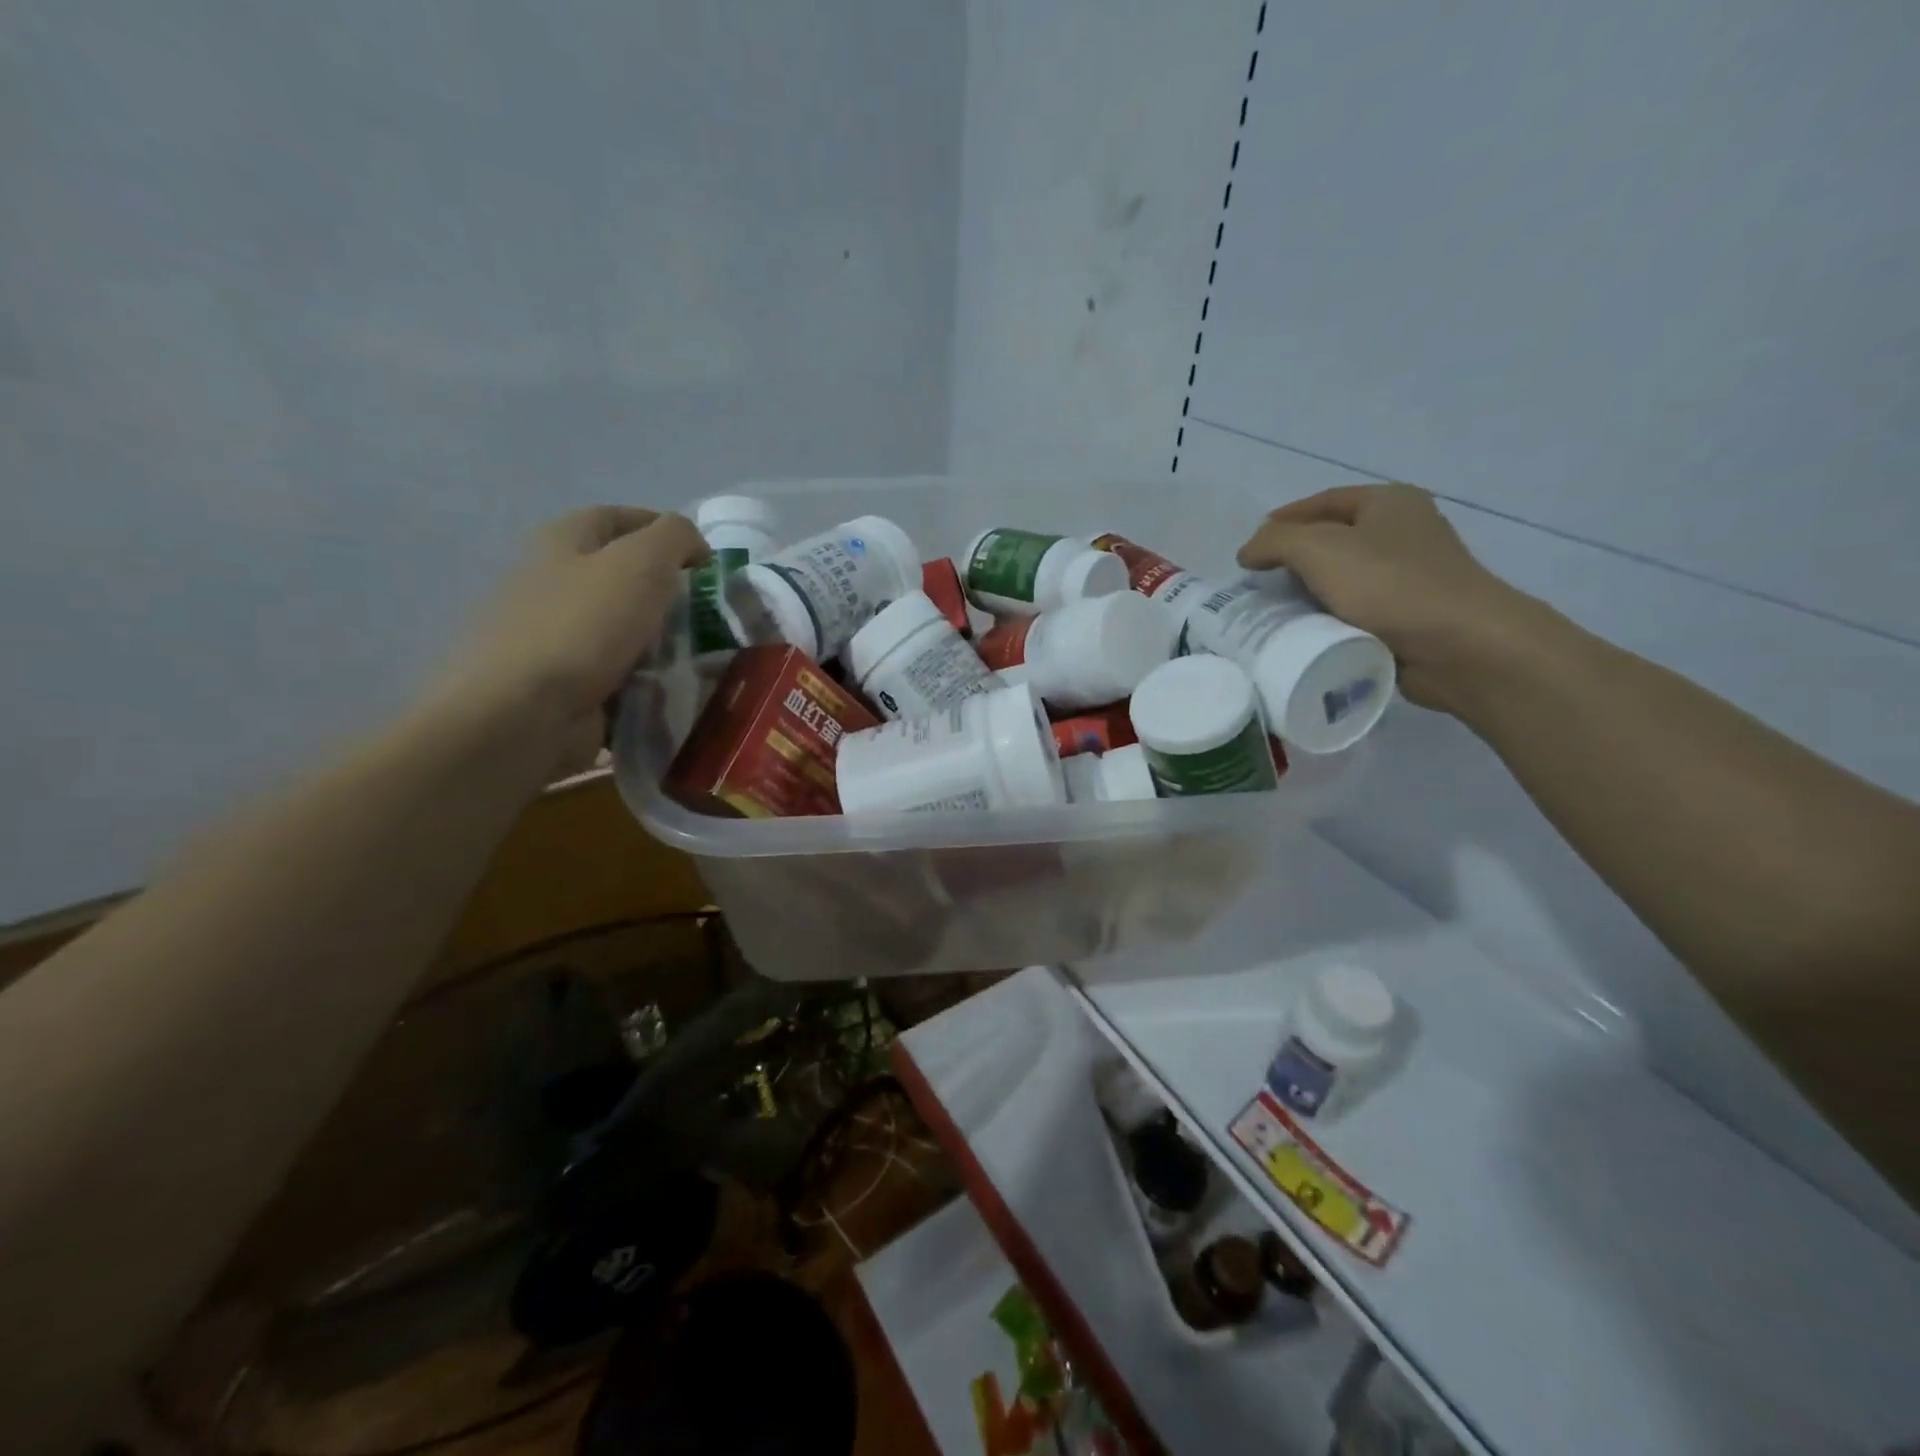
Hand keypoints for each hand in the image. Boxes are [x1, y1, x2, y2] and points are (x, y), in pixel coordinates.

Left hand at [432, 507, 708, 763]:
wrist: (527, 714)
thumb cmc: (584, 625)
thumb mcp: (642, 562)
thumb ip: (675, 537)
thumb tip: (693, 546)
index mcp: (561, 542)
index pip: (616, 517)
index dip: (663, 528)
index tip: (706, 558)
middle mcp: (552, 584)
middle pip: (623, 578)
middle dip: (669, 592)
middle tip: (713, 612)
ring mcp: (557, 639)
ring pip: (627, 631)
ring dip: (666, 642)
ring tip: (706, 656)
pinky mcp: (566, 686)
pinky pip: (621, 676)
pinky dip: (650, 681)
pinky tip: (678, 689)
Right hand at [1236, 484, 1543, 710]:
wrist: (1457, 645)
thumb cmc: (1388, 585)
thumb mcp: (1319, 549)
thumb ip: (1274, 542)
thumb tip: (1248, 551)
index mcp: (1389, 502)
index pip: (1323, 501)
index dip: (1283, 519)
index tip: (1250, 546)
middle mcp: (1403, 530)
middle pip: (1333, 538)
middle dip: (1293, 558)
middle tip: (1257, 580)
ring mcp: (1410, 574)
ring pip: (1343, 577)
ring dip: (1309, 591)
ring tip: (1273, 609)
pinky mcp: (1409, 613)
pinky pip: (1356, 609)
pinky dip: (1329, 617)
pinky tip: (1307, 631)